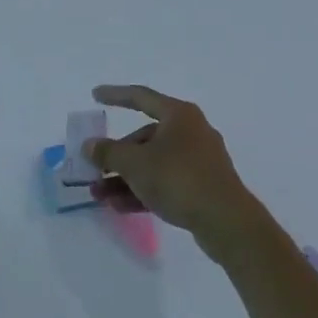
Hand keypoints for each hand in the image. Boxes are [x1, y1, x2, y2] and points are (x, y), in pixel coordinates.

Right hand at [85, 85, 265, 254]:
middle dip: (116, 156)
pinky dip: (143, 190)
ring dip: (125, 178)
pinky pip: (165, 182)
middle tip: (94, 169)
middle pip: (144, 138)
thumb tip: (90, 146)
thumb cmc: (178, 178)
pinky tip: (120, 207)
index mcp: (178, 114)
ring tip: (100, 195)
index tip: (94, 95)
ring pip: (153, 163)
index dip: (115, 95)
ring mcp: (199, 160)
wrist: (227, 222)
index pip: (140, 97)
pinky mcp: (202, 186)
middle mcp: (190, 131)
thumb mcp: (135, 164)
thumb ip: (108, 152)